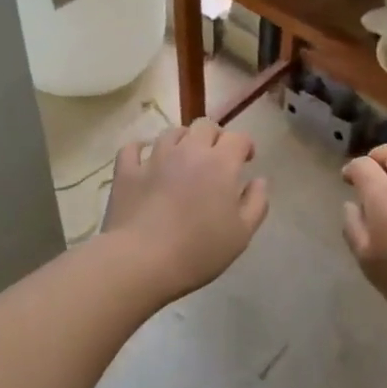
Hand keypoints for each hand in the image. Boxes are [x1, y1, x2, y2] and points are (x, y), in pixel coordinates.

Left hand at [104, 119, 269, 301]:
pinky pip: (133, 149)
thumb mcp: (241, 234)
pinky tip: (144, 159)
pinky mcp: (127, 171)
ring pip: (171, 133)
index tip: (246, 160)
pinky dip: (140, 150)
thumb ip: (256, 202)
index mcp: (220, 163)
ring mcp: (155, 158)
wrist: (141, 261)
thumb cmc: (199, 251)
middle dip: (214, 137)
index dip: (245, 145)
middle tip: (215, 159)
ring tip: (183, 159)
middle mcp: (188, 151)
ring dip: (182, 141)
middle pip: (204, 126)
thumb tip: (259, 180)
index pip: (238, 138)